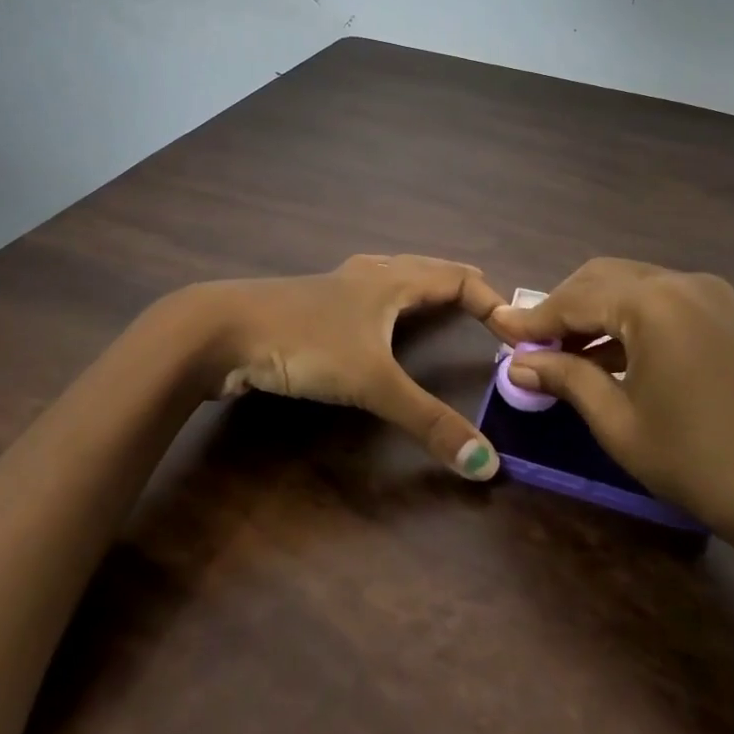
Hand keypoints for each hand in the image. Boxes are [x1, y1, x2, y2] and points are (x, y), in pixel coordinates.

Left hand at [181, 255, 508, 479]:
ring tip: (437, 307)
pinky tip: (374, 328)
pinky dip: (387, 307)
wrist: (219, 330)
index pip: (457, 276)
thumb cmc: (304, 341)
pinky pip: (364, 299)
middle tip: (486, 309)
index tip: (514, 328)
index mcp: (391, 280)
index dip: (491, 298)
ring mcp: (334, 289)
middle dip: (459, 286)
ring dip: (421, 290)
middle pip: (426, 269)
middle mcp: (368, 275)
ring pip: (392, 279)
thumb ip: (426, 421)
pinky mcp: (309, 308)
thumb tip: (486, 463)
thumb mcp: (371, 381)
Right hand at [491, 259, 733, 573]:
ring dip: (595, 314)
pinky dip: (628, 322)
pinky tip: (608, 357)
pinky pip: (661, 304)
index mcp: (652, 302)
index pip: (574, 298)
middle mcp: (680, 282)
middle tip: (532, 347)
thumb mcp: (619, 422)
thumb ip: (566, 379)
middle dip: (563, 308)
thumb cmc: (699, 462)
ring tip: (563, 355)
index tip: (497, 330)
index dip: (533, 319)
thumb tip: (517, 364)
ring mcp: (709, 295)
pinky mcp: (725, 315)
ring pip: (632, 287)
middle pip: (603, 279)